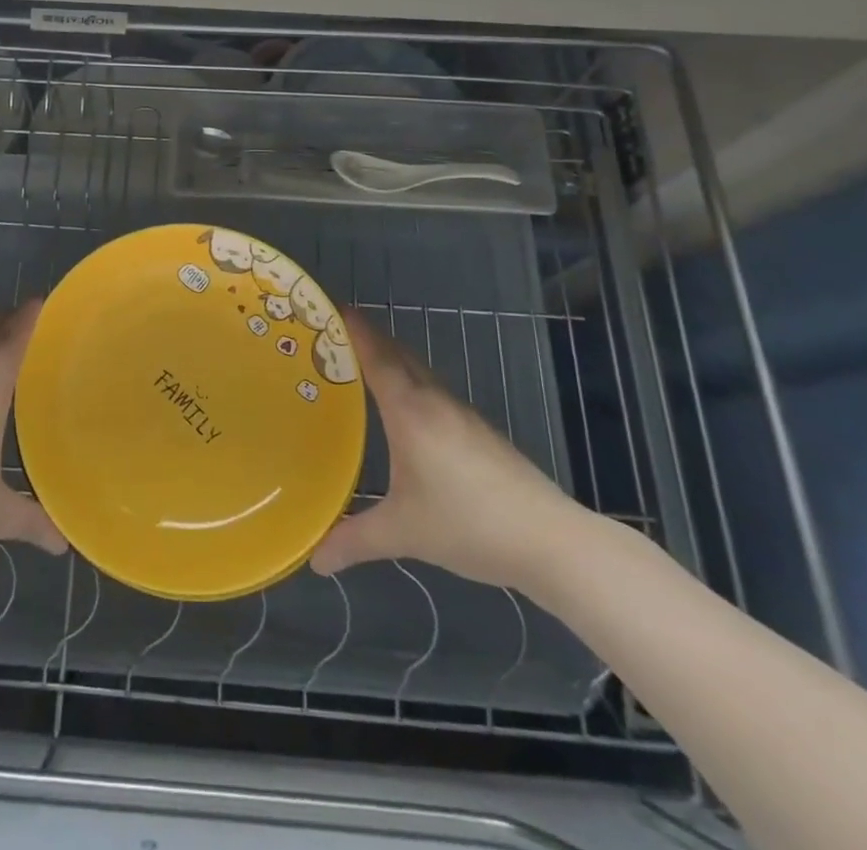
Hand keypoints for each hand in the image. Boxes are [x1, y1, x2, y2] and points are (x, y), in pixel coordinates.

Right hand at [309, 311, 592, 590]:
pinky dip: (410, 385)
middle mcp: (435, 401)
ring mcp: (463, 415)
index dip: (353, 328)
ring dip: (391, 361)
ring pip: (419, 372)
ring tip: (359, 369)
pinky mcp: (481, 432)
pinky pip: (434, 392)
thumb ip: (355, 540)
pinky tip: (405, 413)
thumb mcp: (404, 533)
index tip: (329, 306)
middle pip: (397, 354)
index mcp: (411, 410)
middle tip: (330, 336)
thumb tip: (315, 559)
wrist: (552, 541)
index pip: (376, 355)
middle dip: (367, 338)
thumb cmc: (469, 524)